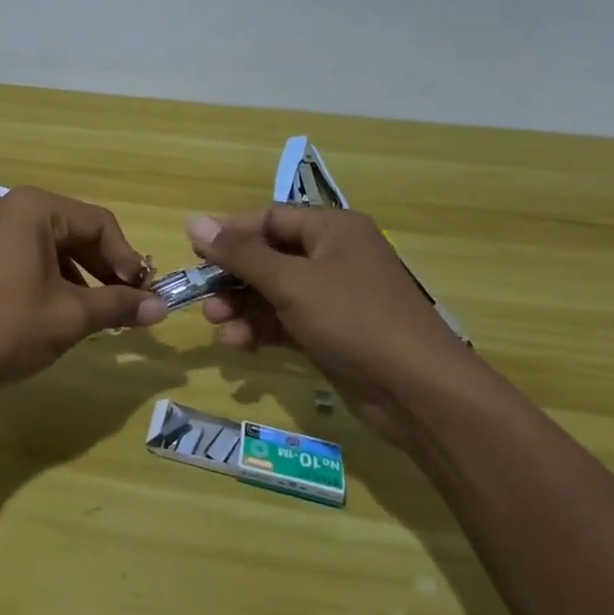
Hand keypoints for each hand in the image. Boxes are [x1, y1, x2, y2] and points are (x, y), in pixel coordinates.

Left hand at [0, 187, 166, 392]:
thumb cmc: (4, 325)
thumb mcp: (69, 316)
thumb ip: (118, 306)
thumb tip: (161, 309)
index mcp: (34, 207)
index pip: (99, 222)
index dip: (127, 259)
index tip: (144, 295)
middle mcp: (10, 206)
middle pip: (74, 230)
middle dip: (104, 268)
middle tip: (127, 304)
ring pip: (51, 244)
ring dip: (80, 275)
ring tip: (97, 312)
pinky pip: (26, 253)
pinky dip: (50, 277)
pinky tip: (59, 310)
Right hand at [188, 207, 482, 445]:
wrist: (420, 395)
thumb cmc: (354, 320)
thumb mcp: (291, 282)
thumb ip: (240, 254)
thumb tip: (193, 221)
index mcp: (332, 229)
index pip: (270, 218)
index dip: (230, 232)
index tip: (194, 251)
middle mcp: (334, 256)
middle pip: (269, 256)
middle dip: (233, 277)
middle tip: (202, 296)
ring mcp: (335, 297)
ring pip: (274, 292)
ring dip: (242, 306)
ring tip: (216, 325)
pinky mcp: (333, 334)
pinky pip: (286, 321)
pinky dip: (261, 329)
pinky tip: (239, 344)